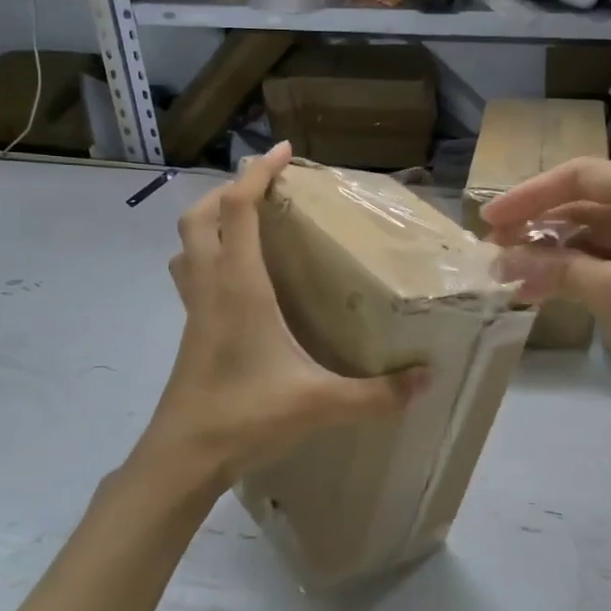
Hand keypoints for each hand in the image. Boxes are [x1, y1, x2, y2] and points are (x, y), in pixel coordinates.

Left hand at [138, 142, 427, 490]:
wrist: (182, 459)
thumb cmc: (246, 416)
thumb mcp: (320, 404)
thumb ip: (377, 394)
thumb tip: (427, 379)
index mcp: (239, 285)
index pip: (239, 209)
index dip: (257, 173)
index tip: (284, 152)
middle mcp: (211, 287)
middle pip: (201, 216)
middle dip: (229, 190)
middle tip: (267, 189)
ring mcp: (195, 310)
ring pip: (189, 245)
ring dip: (211, 220)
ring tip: (249, 224)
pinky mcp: (192, 332)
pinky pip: (192, 275)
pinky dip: (210, 256)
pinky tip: (242, 281)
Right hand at [483, 158, 610, 442]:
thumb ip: (554, 268)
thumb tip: (501, 258)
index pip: (581, 176)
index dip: (529, 196)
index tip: (488, 221)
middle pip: (586, 202)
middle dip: (538, 225)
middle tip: (493, 249)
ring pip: (593, 232)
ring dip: (552, 251)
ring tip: (509, 274)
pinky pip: (608, 258)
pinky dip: (574, 271)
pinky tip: (540, 288)